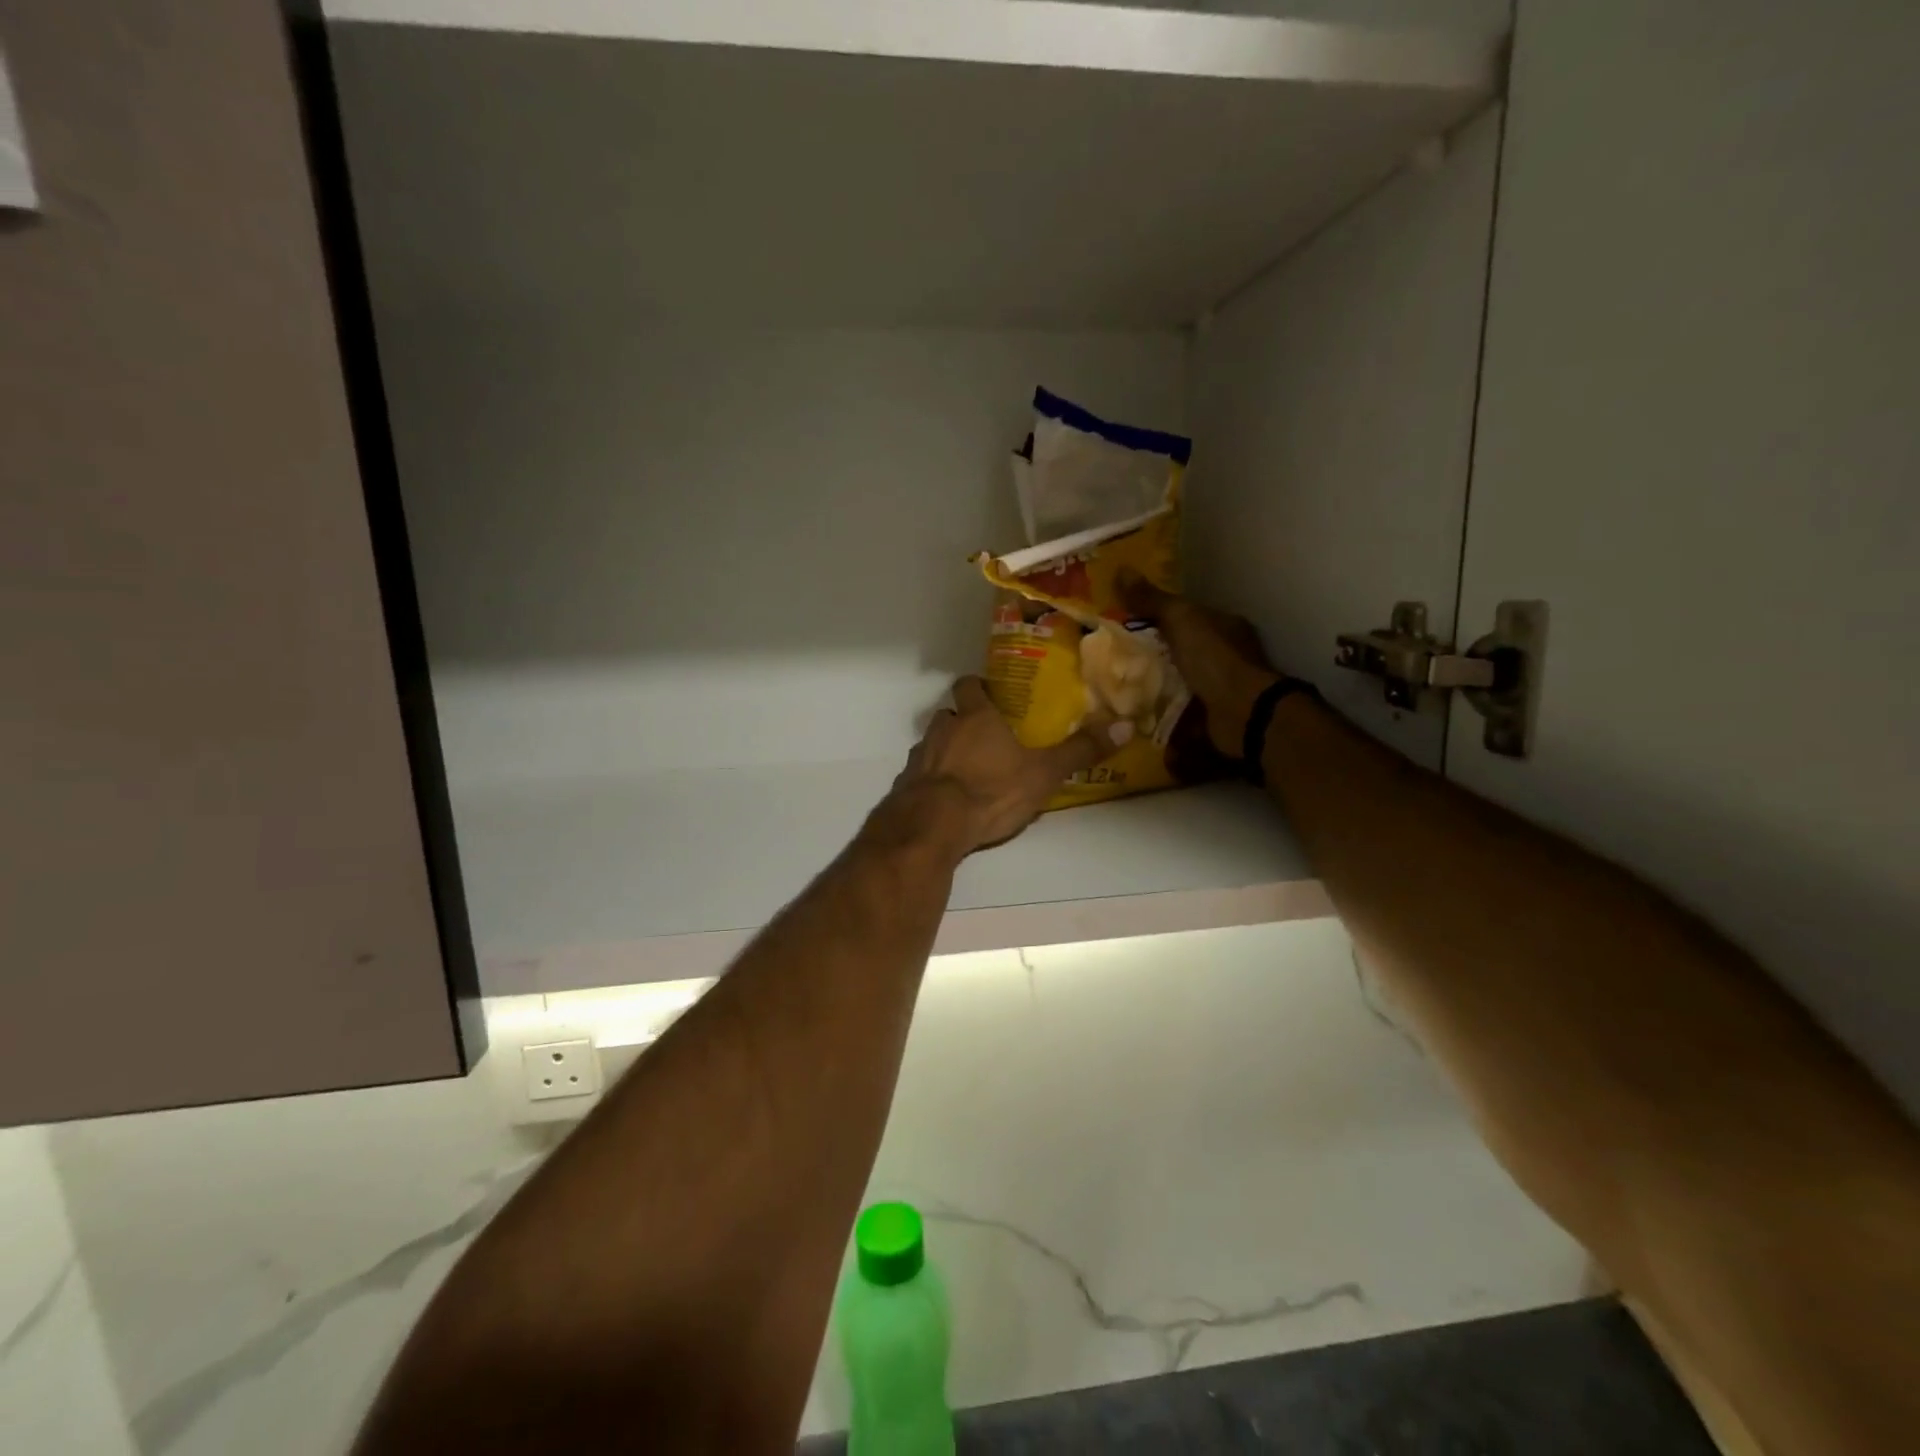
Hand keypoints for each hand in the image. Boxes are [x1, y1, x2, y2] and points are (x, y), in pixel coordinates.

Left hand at [874, 677, 1129, 858]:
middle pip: (948, 715)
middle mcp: (943, 730)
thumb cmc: (991, 791)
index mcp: (975, 718)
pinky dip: (931, 782)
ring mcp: (919, 758)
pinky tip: (945, 801)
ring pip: (931, 745)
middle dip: (962, 722)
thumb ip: (1080, 751)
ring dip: (945, 752)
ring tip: (966, 772)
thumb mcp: (1043, 773)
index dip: (977, 687)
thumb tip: (1125, 726)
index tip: (989, 694)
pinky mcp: (905, 786)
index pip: (968, 686)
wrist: (934, 826)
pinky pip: (919, 776)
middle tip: (984, 738)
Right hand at [1117, 572, 1279, 758]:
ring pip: (1177, 679)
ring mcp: (1218, 686)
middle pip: (1179, 648)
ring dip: (1152, 683)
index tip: (1126, 623)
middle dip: (1150, 653)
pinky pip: (1177, 708)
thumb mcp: (1180, 619)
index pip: (1185, 615)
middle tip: (1114, 657)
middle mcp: (1224, 654)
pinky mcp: (1210, 715)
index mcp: (1223, 625)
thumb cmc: (1214, 658)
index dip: (1156, 617)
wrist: (1241, 713)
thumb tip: (1121, 570)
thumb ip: (1152, 600)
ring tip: (1117, 685)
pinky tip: (1134, 709)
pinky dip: (1159, 709)